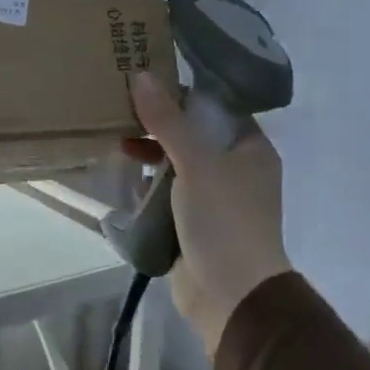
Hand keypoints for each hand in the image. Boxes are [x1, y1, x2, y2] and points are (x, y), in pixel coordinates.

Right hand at [124, 72, 291, 357]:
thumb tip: (141, 75)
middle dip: (161, 125)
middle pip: (195, 135)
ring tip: (118, 141)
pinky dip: (151, 185)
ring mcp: (217, 199)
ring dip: (152, 155)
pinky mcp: (196, 224)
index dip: (184, 93)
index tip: (147, 81)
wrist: (231, 293)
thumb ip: (167, 121)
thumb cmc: (223, 220)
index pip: (217, 108)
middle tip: (123, 109)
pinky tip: (127, 178)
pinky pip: (171, 194)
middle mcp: (238, 170)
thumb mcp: (195, 163)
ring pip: (180, 165)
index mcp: (251, 149)